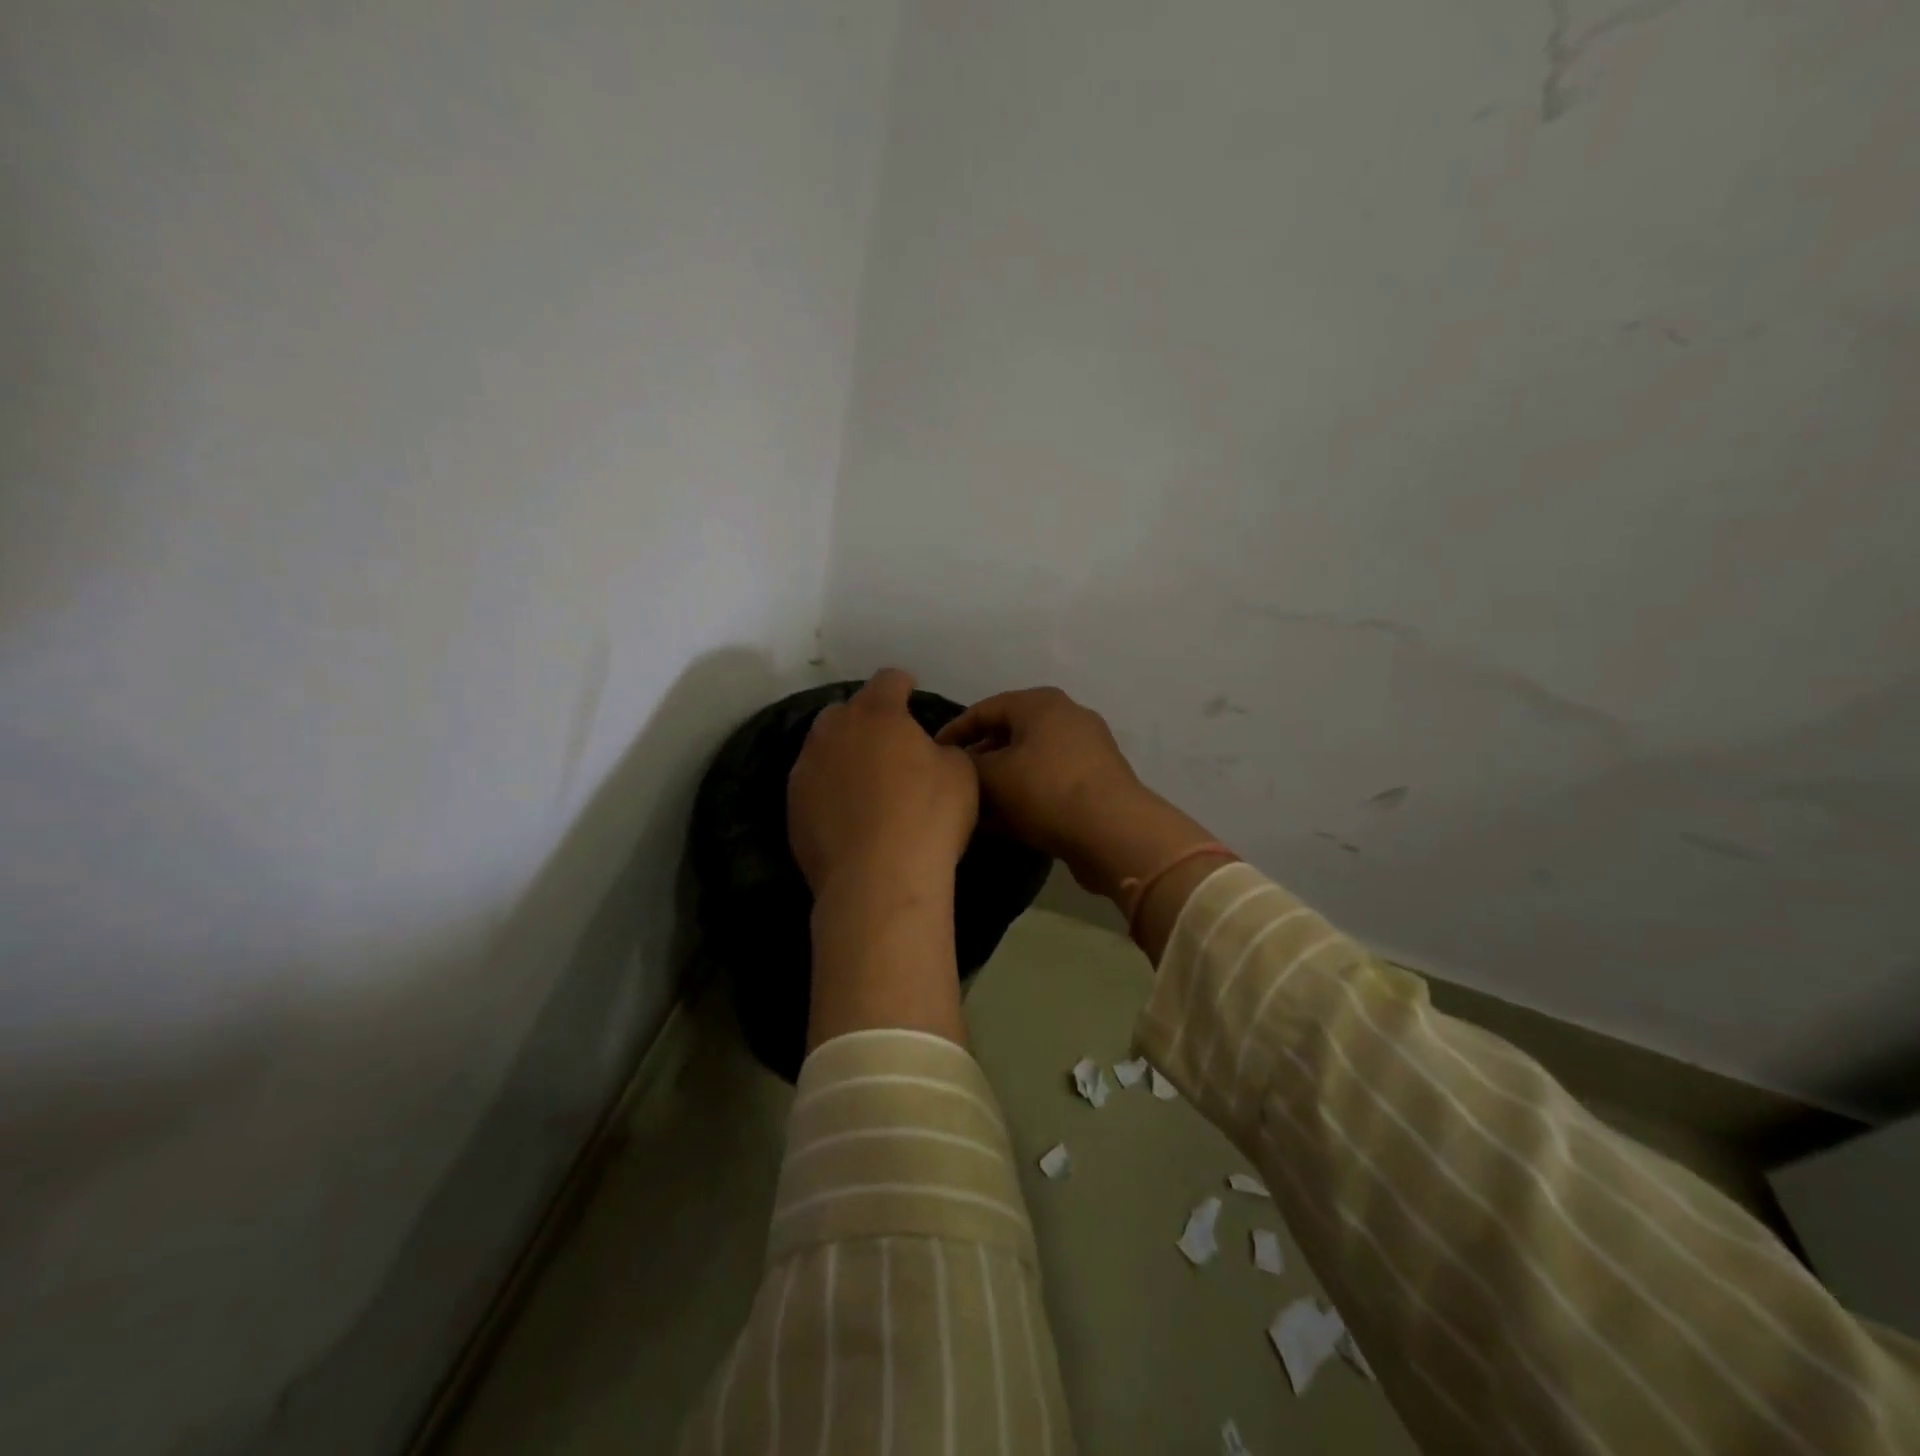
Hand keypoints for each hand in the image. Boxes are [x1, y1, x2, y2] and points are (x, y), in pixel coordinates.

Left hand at [788, 668, 978, 904]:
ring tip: (863, 779)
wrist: (878, 879)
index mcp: (877, 713)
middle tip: (887, 742)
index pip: (888, 680)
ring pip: (823, 747)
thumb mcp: (960, 773)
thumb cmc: (928, 817)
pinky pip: (813, 785)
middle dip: (865, 719)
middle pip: (845, 710)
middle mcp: (833, 731)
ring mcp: (806, 769)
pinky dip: (829, 790)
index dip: (902, 685)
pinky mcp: (793, 807)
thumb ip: (942, 749)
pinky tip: (846, 813)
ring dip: (843, 754)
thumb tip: (927, 753)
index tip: (911, 693)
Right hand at [937, 686, 1212, 900]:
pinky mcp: (1096, 782)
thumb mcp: (993, 776)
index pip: (984, 709)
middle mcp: (1066, 717)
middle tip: (954, 784)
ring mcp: (1086, 750)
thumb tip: (957, 764)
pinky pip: (1049, 783)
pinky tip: (1004, 823)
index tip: (931, 755)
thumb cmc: (1046, 792)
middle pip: (1009, 735)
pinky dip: (1025, 797)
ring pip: (1029, 762)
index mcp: (1041, 703)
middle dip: (979, 761)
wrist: (1114, 833)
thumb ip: (967, 765)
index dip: (954, 732)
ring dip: (1001, 784)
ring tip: (975, 808)